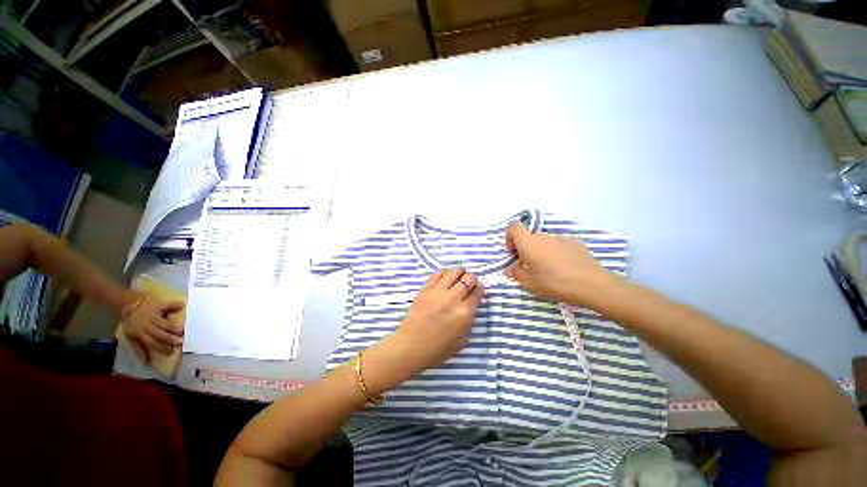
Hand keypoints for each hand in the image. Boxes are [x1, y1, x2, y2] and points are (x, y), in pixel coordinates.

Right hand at [122, 295, 184, 361]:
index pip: (166, 325)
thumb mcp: (160, 304)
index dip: (175, 329)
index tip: (183, 333)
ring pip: (150, 343)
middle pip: (159, 335)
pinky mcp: (132, 338)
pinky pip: (136, 347)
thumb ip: (171, 305)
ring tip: (169, 353)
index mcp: (154, 319)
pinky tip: (146, 361)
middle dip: (170, 340)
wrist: (128, 307)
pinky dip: (141, 355)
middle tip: (180, 343)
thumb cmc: (148, 306)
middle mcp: (147, 327)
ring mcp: (139, 334)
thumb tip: (183, 304)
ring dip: (160, 348)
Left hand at [363, 268, 483, 393]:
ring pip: (453, 273)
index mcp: (464, 313)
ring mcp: (438, 292)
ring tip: (460, 273)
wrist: (411, 346)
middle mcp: (453, 299)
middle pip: (467, 279)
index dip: (480, 287)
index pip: (477, 293)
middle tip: (470, 280)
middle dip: (472, 278)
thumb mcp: (462, 340)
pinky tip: (446, 275)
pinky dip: (444, 272)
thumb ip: (469, 321)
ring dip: (459, 271)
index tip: (479, 287)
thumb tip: (471, 305)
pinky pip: (437, 275)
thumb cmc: (438, 349)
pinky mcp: (425, 290)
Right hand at [504, 223, 621, 306]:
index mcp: (530, 243)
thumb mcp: (530, 284)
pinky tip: (564, 268)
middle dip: (525, 250)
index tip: (513, 253)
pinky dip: (556, 252)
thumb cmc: (555, 283)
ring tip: (549, 270)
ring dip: (541, 252)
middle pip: (529, 237)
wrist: (592, 285)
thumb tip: (508, 270)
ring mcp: (562, 238)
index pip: (514, 227)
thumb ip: (516, 274)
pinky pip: (559, 245)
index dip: (509, 237)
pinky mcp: (576, 243)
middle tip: (529, 267)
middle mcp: (544, 236)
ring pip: (544, 242)